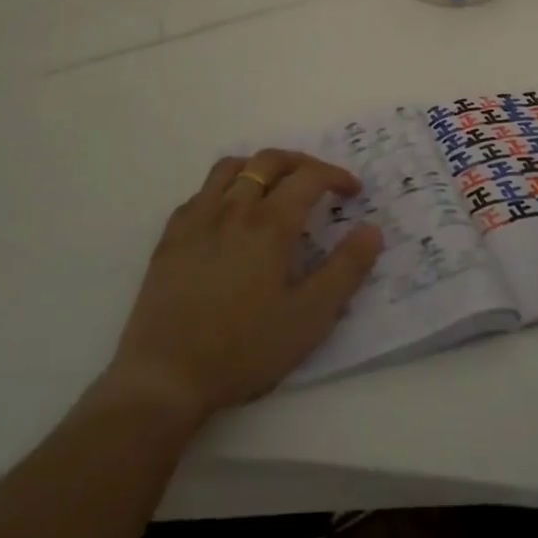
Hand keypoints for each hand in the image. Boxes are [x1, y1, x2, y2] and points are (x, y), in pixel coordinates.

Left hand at [92, 151, 382, 428]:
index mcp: (270, 223)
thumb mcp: (310, 317)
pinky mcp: (171, 236)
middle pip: (270, 161)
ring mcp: (197, 218)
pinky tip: (228, 213)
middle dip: (301, 163)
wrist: (166, 376)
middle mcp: (234, 208)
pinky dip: (223, 188)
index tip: (352, 191)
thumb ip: (346, 269)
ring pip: (231, 167)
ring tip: (273, 186)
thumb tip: (372, 230)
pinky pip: (200, 192)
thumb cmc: (244, 348)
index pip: (309, 177)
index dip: (336, 176)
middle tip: (318, 181)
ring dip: (259, 166)